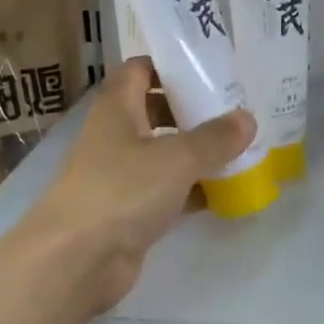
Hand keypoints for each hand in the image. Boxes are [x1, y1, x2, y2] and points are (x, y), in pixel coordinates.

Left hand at [26, 57, 256, 315]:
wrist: (76, 258)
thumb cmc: (122, 190)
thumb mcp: (177, 158)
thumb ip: (215, 138)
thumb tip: (247, 117)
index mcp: (118, 107)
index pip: (141, 68)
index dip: (172, 65)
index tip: (212, 69)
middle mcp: (116, 135)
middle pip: (156, 110)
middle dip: (194, 110)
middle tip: (236, 111)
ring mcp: (121, 174)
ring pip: (164, 153)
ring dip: (197, 152)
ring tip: (241, 148)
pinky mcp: (130, 210)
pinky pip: (167, 191)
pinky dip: (193, 190)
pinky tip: (226, 192)